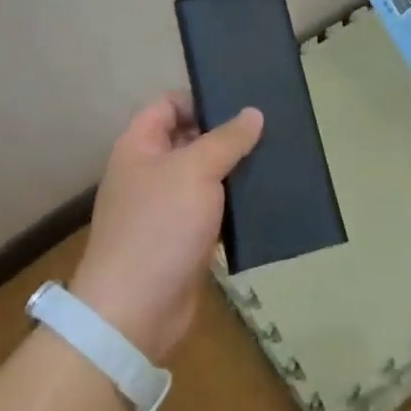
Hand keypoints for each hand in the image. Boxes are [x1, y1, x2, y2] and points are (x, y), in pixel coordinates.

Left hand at [69, 94, 262, 362]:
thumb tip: (254, 113)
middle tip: (269, 129)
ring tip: (276, 160)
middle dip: (225, 136)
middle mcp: (148, 172)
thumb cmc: (159, 226)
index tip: (240, 104)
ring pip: (204, 177)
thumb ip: (227, 139)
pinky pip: (211, 212)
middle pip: (189, 140)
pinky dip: (233, 206)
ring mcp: (164, 208)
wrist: (134, 311)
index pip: (168, 105)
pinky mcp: (182, 240)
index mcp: (139, 146)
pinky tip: (265, 200)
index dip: (200, 100)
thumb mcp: (196, 170)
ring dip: (234, 172)